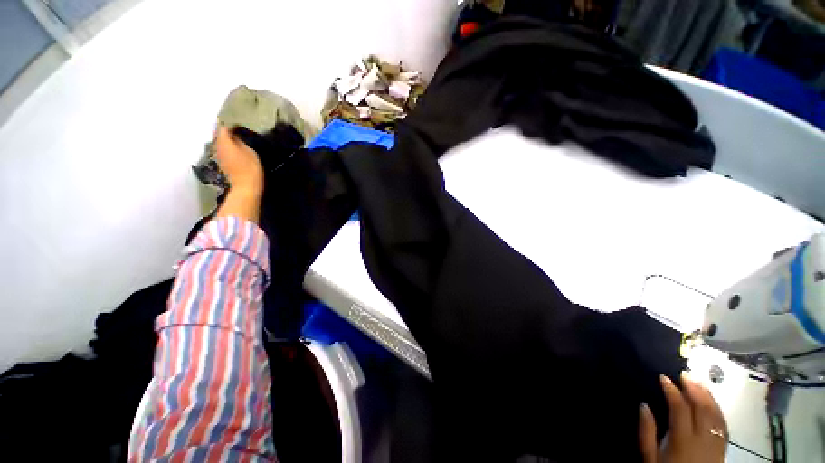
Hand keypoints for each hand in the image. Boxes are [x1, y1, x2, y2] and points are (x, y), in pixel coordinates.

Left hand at [214, 125, 263, 196]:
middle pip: (219, 135)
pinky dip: (228, 147)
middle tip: (238, 130)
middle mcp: (217, 147)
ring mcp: (219, 156)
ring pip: (220, 143)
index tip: (239, 124)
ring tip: (238, 139)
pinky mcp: (222, 163)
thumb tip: (235, 135)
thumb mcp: (250, 152)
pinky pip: (223, 150)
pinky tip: (236, 149)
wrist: (245, 187)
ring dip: (227, 140)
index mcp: (224, 142)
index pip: (223, 127)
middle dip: (227, 131)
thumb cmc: (250, 168)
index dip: (230, 124)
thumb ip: (241, 141)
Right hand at [639, 373, 727, 462]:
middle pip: (702, 409)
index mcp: (683, 440)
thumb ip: (648, 432)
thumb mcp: (650, 457)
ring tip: (699, 383)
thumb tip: (643, 405)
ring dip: (708, 396)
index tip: (663, 378)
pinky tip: (713, 403)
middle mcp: (703, 439)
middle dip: (694, 389)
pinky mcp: (723, 448)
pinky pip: (723, 425)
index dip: (672, 391)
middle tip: (684, 374)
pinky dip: (718, 410)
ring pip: (716, 415)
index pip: (680, 408)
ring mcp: (716, 443)